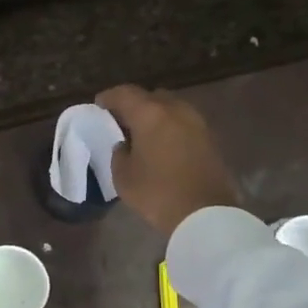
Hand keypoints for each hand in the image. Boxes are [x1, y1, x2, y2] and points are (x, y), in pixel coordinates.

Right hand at [96, 84, 239, 237]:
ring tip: (141, 133)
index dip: (109, 97)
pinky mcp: (209, 138)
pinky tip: (161, 144)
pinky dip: (169, 127)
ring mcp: (196, 122)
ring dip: (154, 115)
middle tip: (121, 120)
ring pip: (170, 108)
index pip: (124, 93)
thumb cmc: (157, 193)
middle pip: (150, 96)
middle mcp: (175, 110)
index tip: (99, 105)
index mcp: (150, 114)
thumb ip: (119, 153)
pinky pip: (183, 123)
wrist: (205, 213)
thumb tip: (125, 144)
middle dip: (134, 104)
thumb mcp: (123, 176)